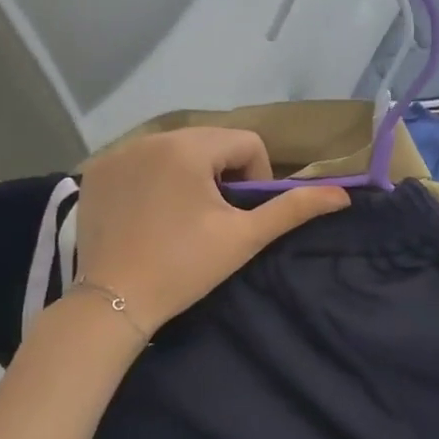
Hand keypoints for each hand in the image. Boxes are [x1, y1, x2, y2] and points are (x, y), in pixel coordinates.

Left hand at [68, 128, 348, 338]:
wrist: (114, 301)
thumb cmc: (186, 267)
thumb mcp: (245, 237)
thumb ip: (293, 209)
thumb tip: (342, 195)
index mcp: (188, 147)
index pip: (246, 142)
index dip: (256, 177)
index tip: (242, 214)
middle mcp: (149, 138)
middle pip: (209, 142)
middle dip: (222, 174)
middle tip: (216, 218)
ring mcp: (117, 153)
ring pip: (175, 150)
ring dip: (190, 174)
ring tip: (183, 217)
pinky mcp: (95, 172)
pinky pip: (141, 161)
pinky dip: (154, 179)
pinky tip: (150, 215)